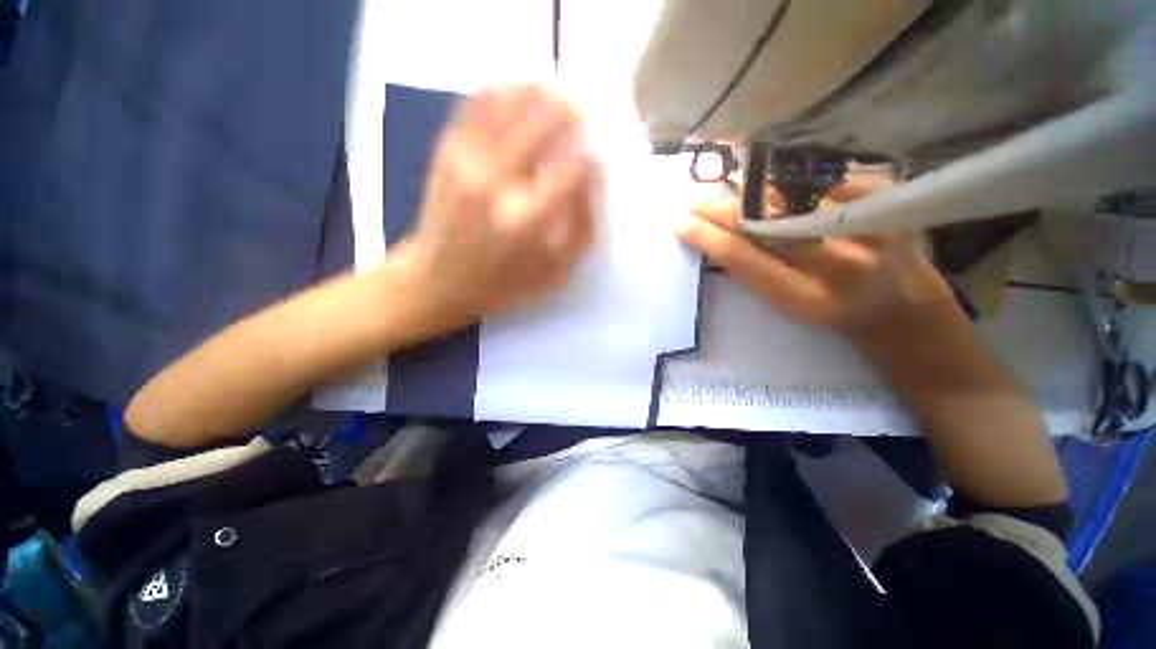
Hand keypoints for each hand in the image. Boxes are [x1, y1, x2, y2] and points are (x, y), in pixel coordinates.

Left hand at [388, 85, 600, 332]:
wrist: (438, 280)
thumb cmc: (503, 283)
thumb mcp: (555, 273)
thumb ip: (582, 228)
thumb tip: (592, 175)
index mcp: (526, 221)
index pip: (571, 171)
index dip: (591, 158)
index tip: (598, 156)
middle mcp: (496, 183)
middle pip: (542, 122)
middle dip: (572, 111)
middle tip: (586, 112)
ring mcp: (467, 160)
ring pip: (509, 101)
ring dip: (540, 90)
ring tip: (558, 93)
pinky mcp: (447, 151)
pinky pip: (476, 104)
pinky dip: (502, 90)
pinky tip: (519, 93)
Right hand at [676, 172, 960, 339]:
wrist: (899, 300)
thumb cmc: (830, 307)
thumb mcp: (787, 304)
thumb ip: (755, 271)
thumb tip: (715, 233)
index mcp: (807, 299)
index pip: (744, 260)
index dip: (707, 238)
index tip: (679, 223)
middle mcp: (840, 265)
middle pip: (764, 224)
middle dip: (720, 207)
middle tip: (691, 197)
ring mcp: (869, 226)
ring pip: (789, 196)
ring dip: (747, 186)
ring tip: (719, 180)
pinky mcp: (887, 197)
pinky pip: (821, 177)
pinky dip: (787, 174)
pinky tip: (765, 170)